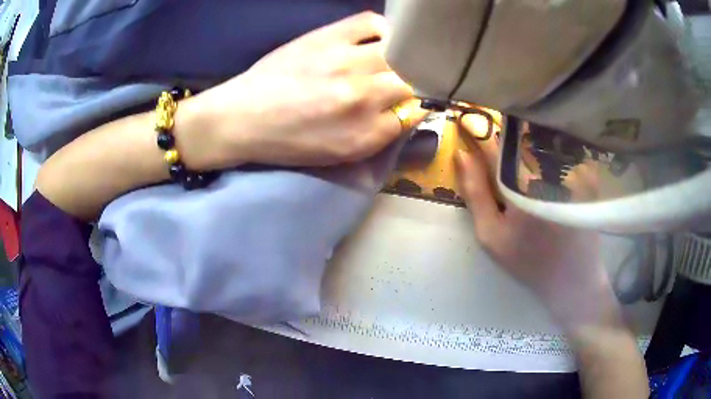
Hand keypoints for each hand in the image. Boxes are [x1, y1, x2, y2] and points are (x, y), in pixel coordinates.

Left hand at [187, 12, 425, 168]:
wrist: (240, 118)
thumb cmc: (286, 142)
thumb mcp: (338, 153)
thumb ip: (377, 135)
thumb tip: (405, 110)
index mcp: (364, 135)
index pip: (414, 113)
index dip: (415, 106)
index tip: (408, 102)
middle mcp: (362, 97)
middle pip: (412, 81)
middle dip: (411, 82)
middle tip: (399, 82)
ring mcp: (345, 61)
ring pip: (400, 52)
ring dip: (401, 57)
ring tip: (390, 59)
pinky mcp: (327, 37)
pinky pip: (371, 23)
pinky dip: (383, 29)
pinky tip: (377, 38)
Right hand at [454, 115, 619, 330]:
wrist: (574, 279)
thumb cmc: (529, 261)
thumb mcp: (492, 235)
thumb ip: (475, 193)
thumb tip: (461, 153)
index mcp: (522, 183)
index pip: (493, 143)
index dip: (477, 130)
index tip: (466, 120)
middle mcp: (549, 167)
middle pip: (519, 136)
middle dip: (504, 134)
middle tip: (496, 140)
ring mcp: (572, 167)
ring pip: (541, 139)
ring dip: (526, 138)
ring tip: (519, 152)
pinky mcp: (586, 172)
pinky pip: (561, 149)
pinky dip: (549, 149)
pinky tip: (546, 163)